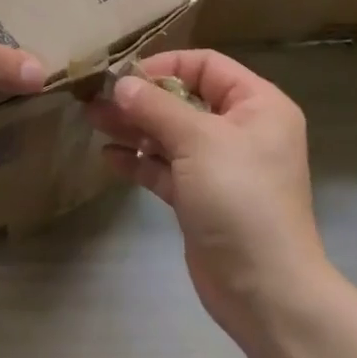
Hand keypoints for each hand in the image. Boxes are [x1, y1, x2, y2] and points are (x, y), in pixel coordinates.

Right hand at [86, 50, 328, 333]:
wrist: (264, 292)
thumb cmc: (240, 199)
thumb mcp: (198, 141)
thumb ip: (156, 107)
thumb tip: (121, 84)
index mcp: (257, 105)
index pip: (206, 65)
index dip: (165, 65)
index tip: (126, 77)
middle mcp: (241, 129)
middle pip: (184, 99)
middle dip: (141, 99)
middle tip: (96, 97)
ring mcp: (220, 166)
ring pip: (170, 134)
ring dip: (133, 127)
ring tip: (92, 119)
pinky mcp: (201, 198)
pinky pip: (166, 168)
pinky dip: (139, 161)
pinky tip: (108, 157)